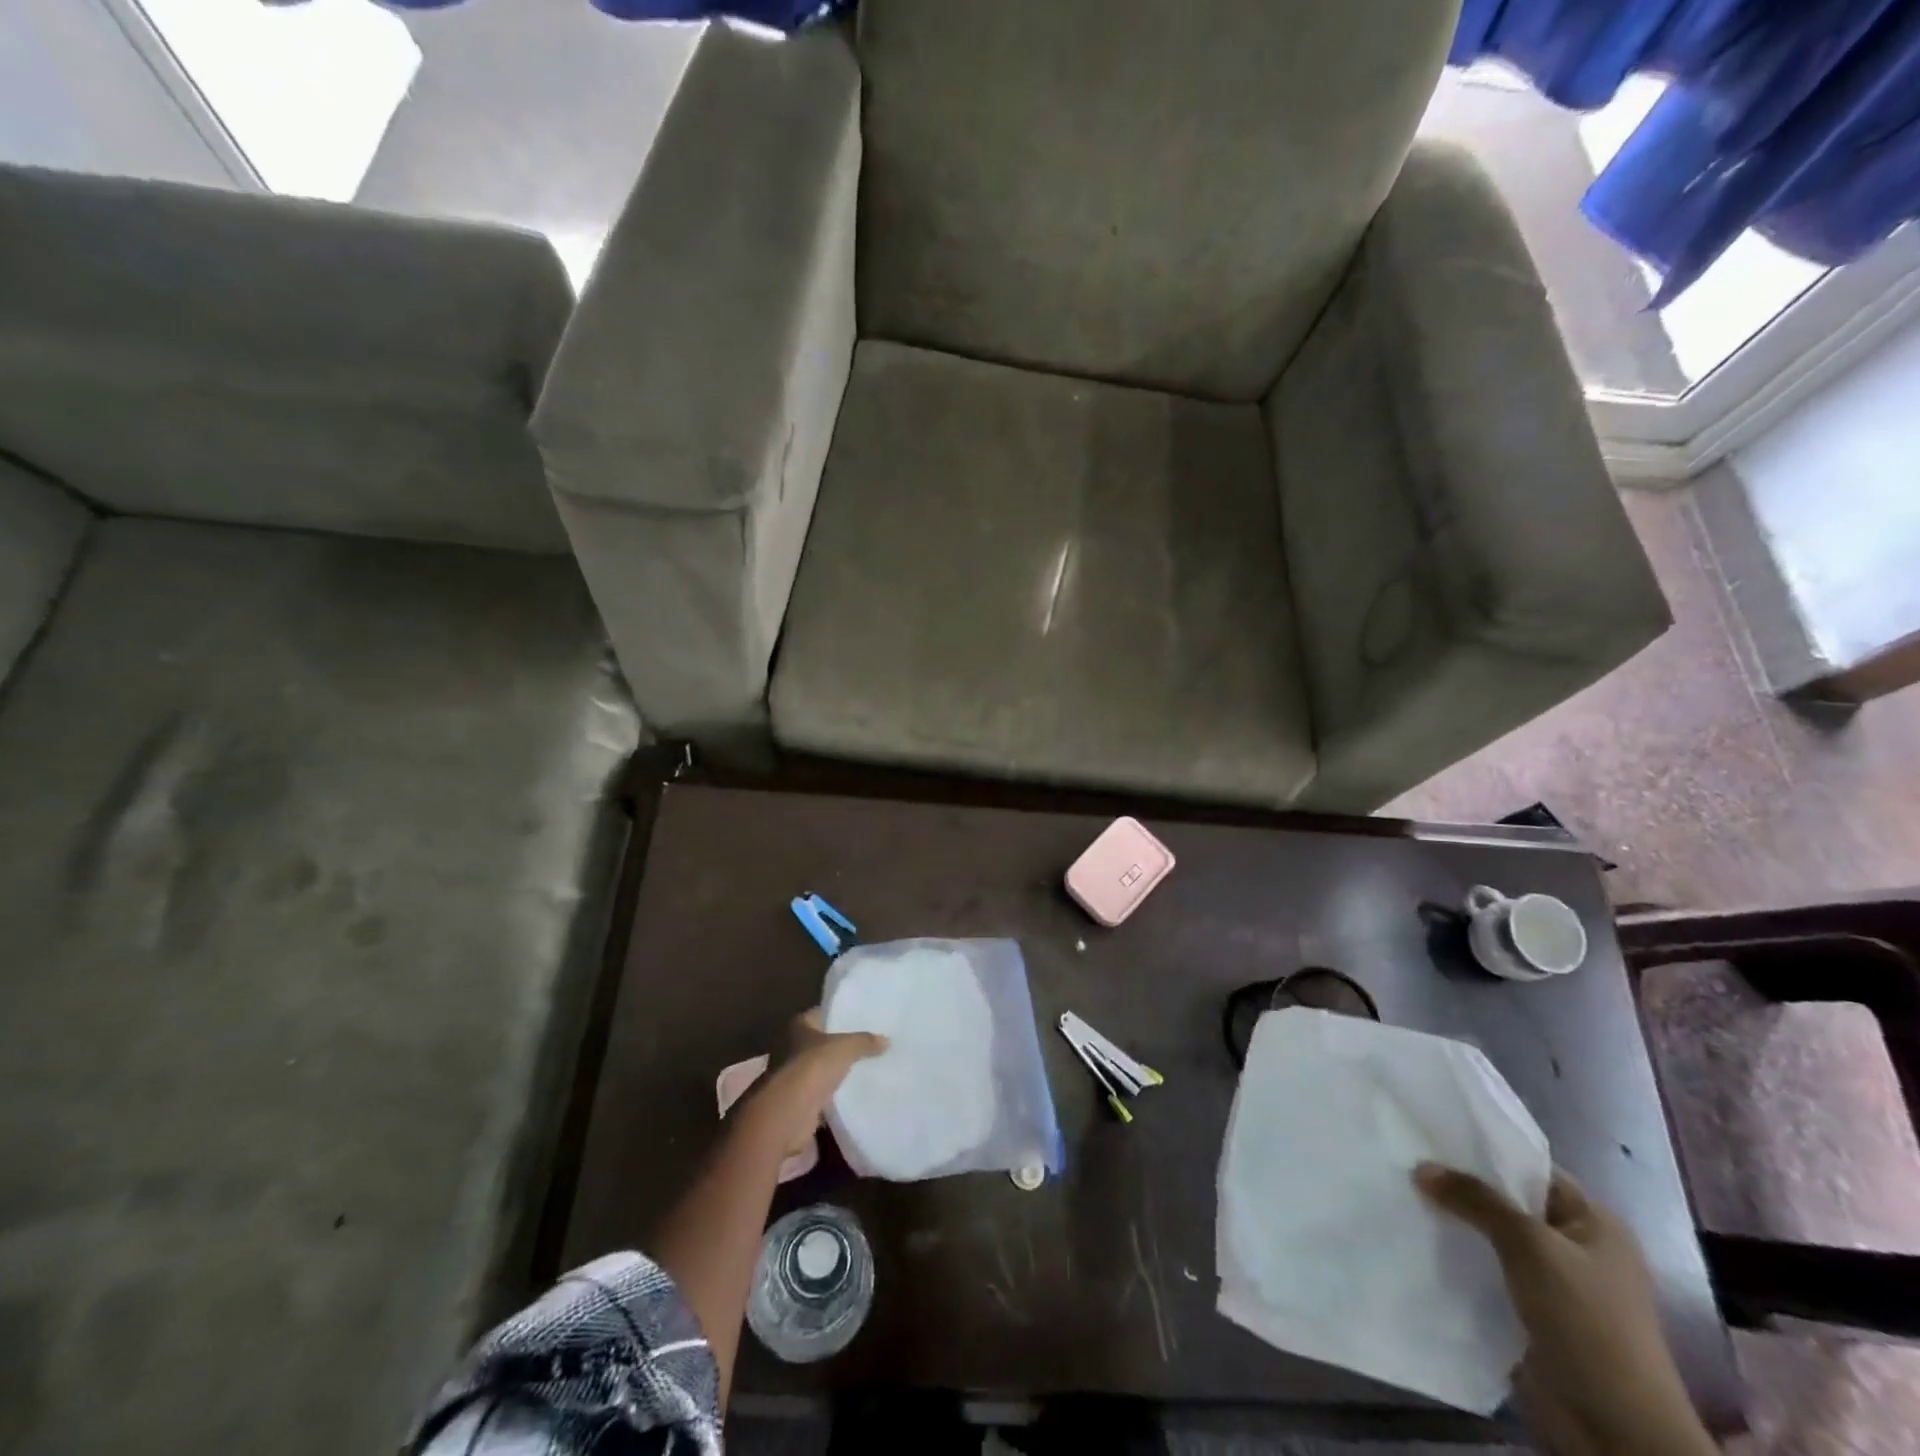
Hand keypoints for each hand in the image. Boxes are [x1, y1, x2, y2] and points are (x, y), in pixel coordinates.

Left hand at [746, 1010, 887, 1156]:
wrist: (788, 1113)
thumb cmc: (812, 1067)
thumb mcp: (845, 1047)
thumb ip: (865, 1042)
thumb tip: (886, 1040)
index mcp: (799, 1026)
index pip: (820, 1014)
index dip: (837, 1014)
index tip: (859, 1017)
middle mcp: (792, 1047)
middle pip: (820, 1042)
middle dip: (839, 1044)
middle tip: (868, 1042)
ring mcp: (794, 1075)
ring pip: (821, 1068)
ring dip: (836, 1070)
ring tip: (866, 1066)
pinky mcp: (799, 1101)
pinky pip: (822, 1092)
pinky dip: (834, 1093)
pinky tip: (855, 1091)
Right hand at [1414, 1164, 1715, 1455]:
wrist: (1614, 1430)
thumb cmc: (1587, 1322)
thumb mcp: (1530, 1246)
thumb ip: (1476, 1199)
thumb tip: (1421, 1167)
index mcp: (1594, 1223)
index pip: (1530, 1167)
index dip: (1483, 1149)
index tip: (1430, 1132)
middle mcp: (1576, 1248)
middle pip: (1506, 1202)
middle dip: (1459, 1187)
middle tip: (1405, 1161)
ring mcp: (1554, 1286)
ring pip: (1491, 1240)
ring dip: (1454, 1226)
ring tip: (1401, 1196)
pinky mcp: (1529, 1315)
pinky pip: (1485, 1274)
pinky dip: (1456, 1261)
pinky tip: (1416, 1242)